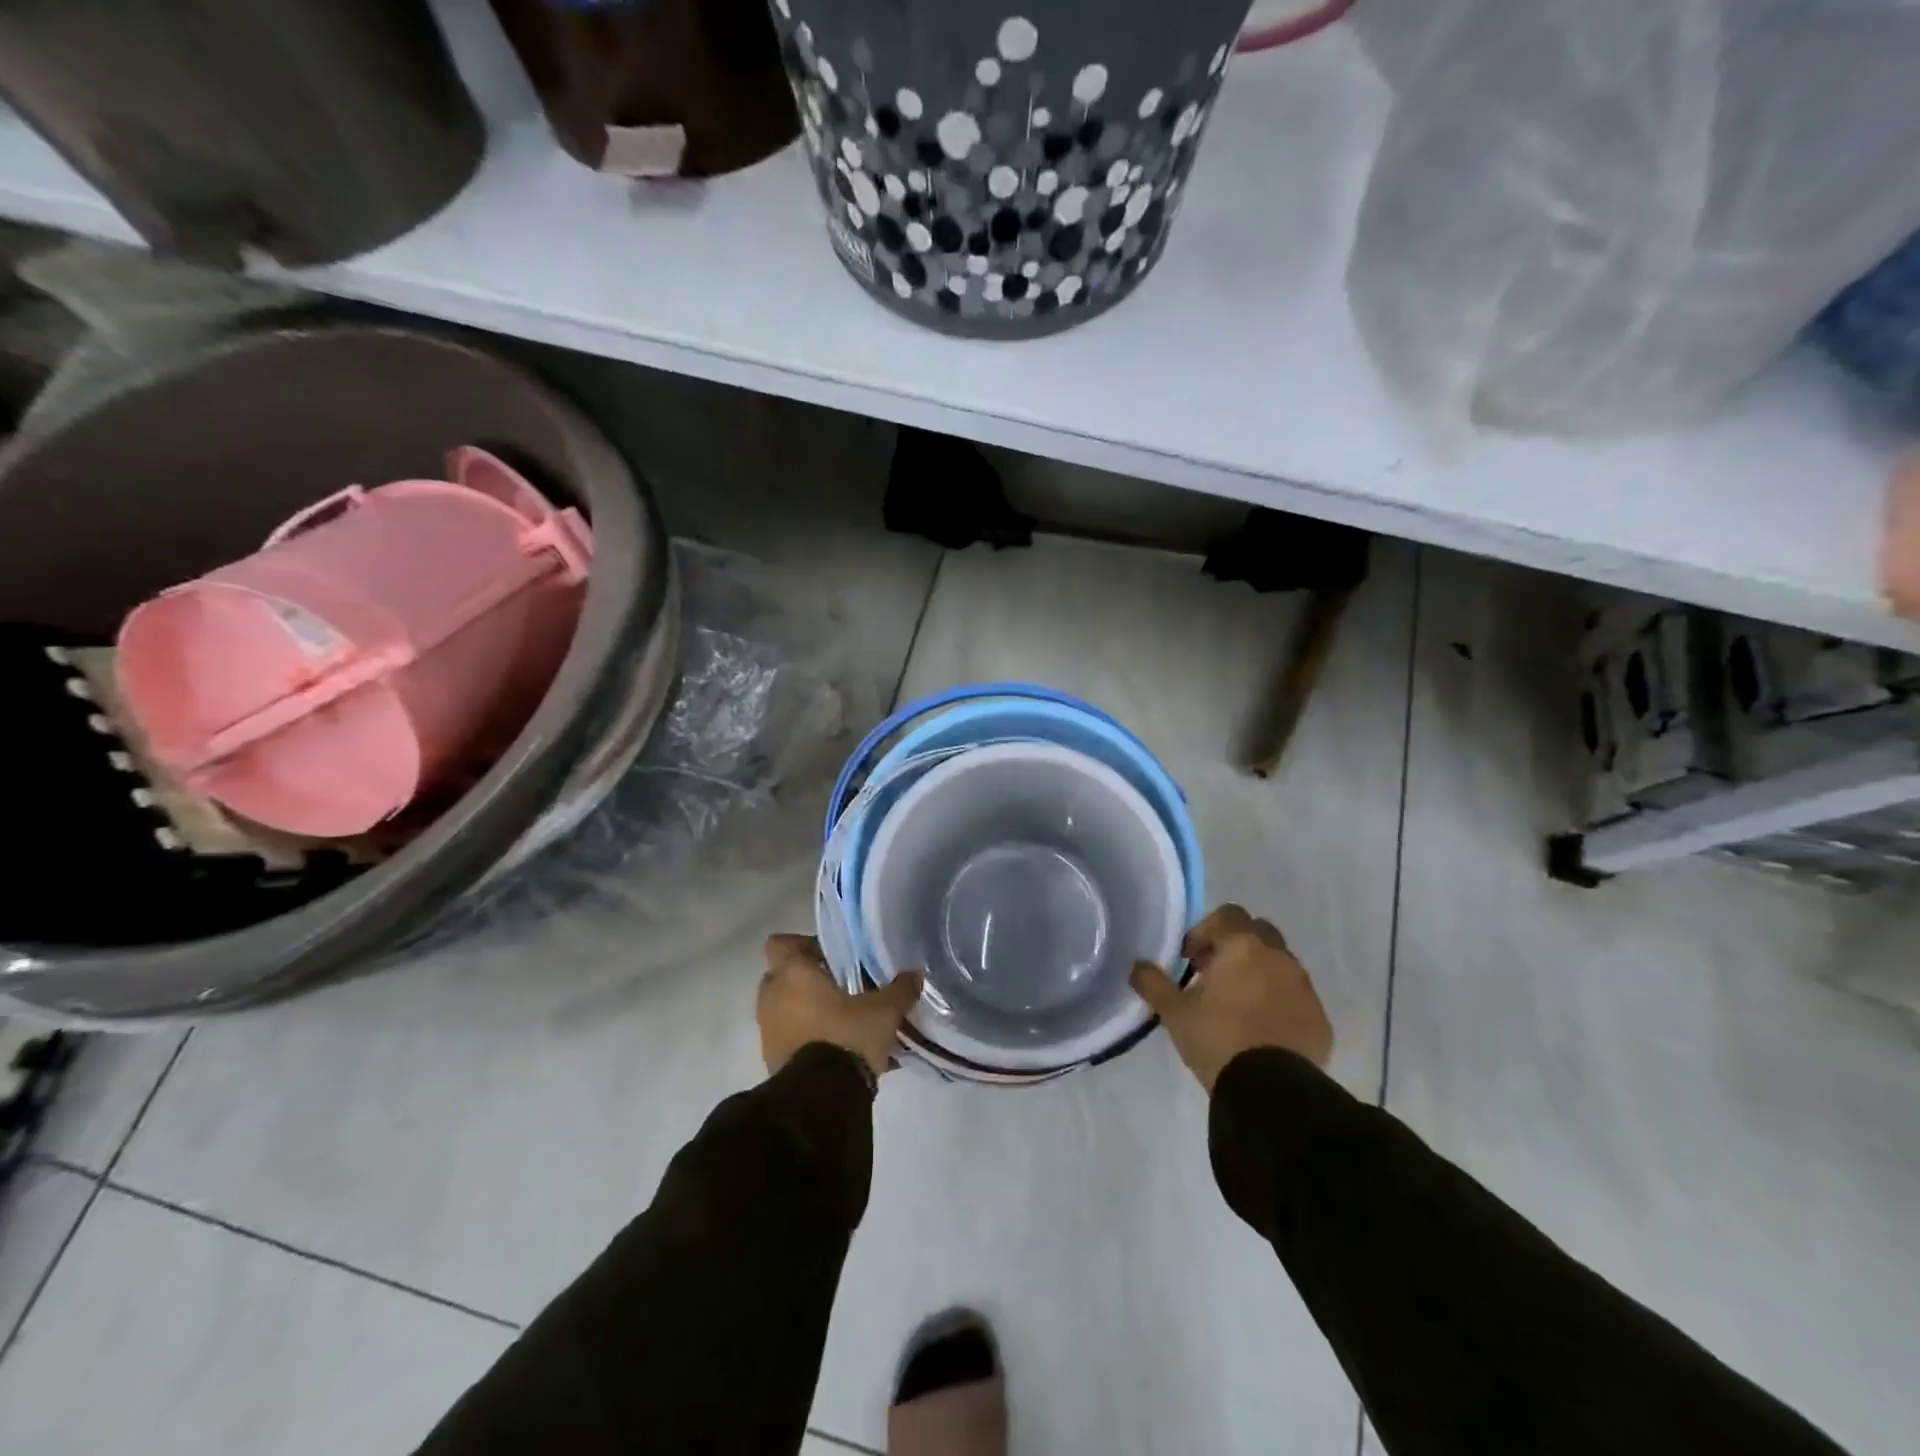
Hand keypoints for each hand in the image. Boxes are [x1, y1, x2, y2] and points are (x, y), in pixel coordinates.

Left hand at [759, 934, 923, 1080]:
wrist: (821, 1097)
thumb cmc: (847, 1036)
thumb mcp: (885, 1011)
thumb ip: (900, 989)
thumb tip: (915, 974)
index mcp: (793, 973)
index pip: (781, 943)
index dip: (802, 945)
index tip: (830, 956)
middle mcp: (772, 996)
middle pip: (782, 975)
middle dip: (806, 978)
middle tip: (839, 985)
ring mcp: (767, 1029)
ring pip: (784, 1007)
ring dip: (805, 1009)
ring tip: (840, 1019)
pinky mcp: (770, 1058)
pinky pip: (786, 1035)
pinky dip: (803, 1036)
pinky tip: (835, 1046)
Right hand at [1130, 904, 1332, 1090]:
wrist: (1270, 1092)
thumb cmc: (1217, 1039)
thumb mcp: (1173, 1012)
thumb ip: (1153, 982)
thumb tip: (1137, 966)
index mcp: (1243, 946)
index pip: (1227, 914)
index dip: (1205, 930)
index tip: (1191, 959)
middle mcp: (1279, 957)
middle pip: (1258, 932)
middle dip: (1236, 946)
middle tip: (1214, 975)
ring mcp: (1304, 988)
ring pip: (1280, 964)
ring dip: (1259, 973)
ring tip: (1237, 1005)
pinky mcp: (1320, 1018)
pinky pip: (1296, 997)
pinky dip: (1279, 1002)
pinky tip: (1262, 1030)